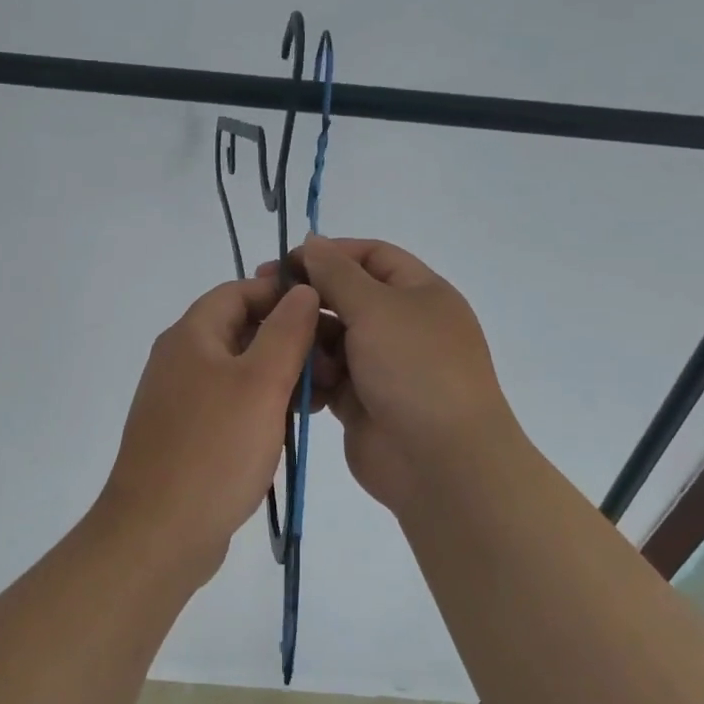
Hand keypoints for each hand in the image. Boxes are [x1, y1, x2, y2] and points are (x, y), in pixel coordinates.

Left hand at [98, 274, 322, 579]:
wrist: (159, 533)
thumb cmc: (214, 450)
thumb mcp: (261, 383)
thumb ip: (286, 332)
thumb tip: (302, 291)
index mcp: (190, 336)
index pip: (239, 291)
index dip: (282, 294)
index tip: (326, 313)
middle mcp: (180, 360)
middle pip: (241, 330)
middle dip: (289, 339)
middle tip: (333, 362)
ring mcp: (181, 400)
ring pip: (240, 370)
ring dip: (280, 376)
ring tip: (321, 397)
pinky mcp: (188, 435)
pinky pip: (231, 404)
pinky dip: (262, 406)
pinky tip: (291, 427)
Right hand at [277, 235, 519, 515]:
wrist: (440, 462)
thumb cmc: (414, 369)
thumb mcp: (377, 307)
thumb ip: (337, 273)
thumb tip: (313, 242)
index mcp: (420, 293)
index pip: (372, 256)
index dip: (330, 253)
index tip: (285, 262)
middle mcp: (402, 325)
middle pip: (346, 298)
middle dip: (309, 299)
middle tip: (263, 301)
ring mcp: (382, 366)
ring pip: (332, 340)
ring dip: (308, 342)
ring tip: (287, 351)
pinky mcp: (361, 402)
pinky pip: (327, 378)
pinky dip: (310, 377)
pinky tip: (294, 382)